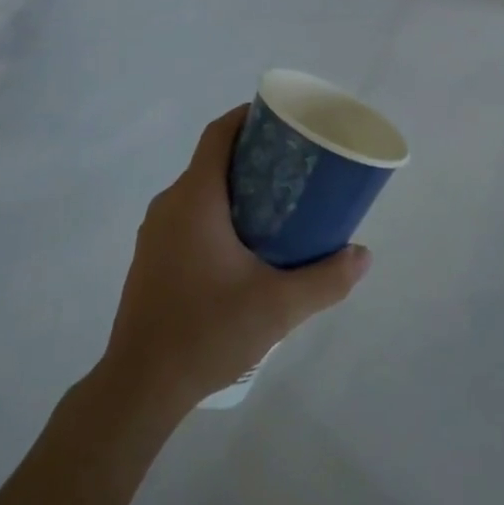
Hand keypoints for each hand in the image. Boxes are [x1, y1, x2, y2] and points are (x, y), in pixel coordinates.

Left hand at [100, 106, 371, 411]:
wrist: (139, 387)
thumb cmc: (206, 331)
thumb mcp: (278, 306)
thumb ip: (326, 279)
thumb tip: (364, 255)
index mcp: (195, 197)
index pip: (218, 133)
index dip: (247, 116)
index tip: (282, 120)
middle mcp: (170, 204)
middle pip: (212, 160)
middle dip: (252, 155)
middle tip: (293, 166)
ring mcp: (155, 232)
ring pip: (199, 191)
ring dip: (235, 187)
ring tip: (276, 204)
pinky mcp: (151, 258)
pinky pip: (187, 216)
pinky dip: (217, 213)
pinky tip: (243, 246)